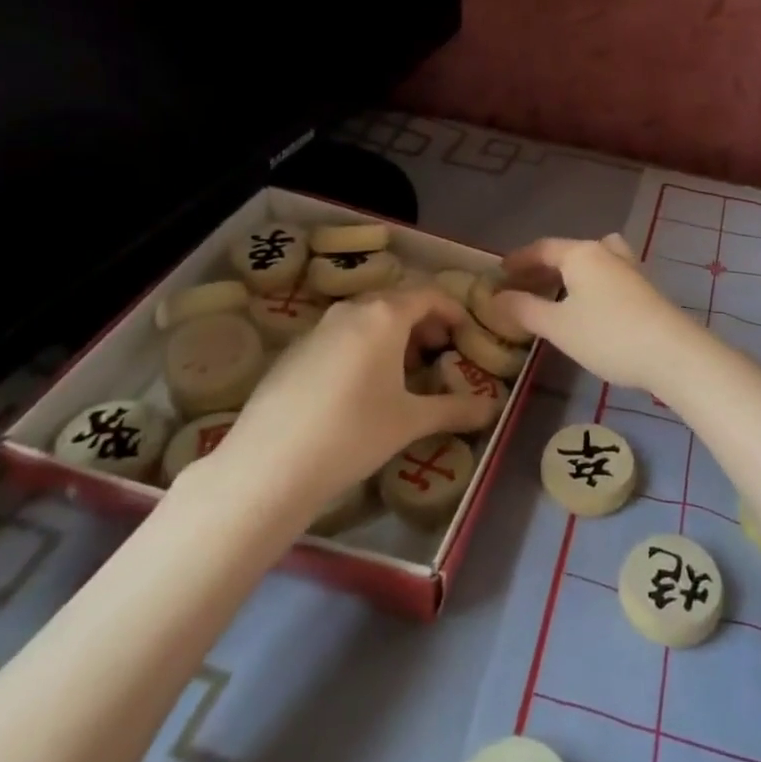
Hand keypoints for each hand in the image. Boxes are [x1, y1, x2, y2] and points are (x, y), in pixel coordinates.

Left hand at [202, 286, 495, 507]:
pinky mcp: (292, 350)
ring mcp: (317, 328)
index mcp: (385, 315)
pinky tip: (358, 388)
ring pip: (366, 317)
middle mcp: (351, 310)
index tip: (465, 333)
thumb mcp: (410, 422)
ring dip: (391, 334)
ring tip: (402, 372)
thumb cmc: (353, 434)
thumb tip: (492, 410)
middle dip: (423, 321)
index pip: (429, 294)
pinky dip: (361, 346)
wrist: (268, 467)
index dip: (452, 310)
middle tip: (438, 353)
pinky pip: (339, 335)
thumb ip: (455, 410)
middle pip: (396, 301)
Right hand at [492, 234, 706, 395]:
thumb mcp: (558, 326)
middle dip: (542, 267)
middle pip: (568, 252)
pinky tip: (589, 306)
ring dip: (571, 272)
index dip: (519, 259)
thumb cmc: (608, 335)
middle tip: (521, 285)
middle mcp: (606, 253)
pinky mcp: (645, 289)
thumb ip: (524, 310)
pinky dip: (591, 283)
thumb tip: (496, 298)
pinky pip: (608, 275)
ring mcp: (630, 269)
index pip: (542, 248)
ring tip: (556, 291)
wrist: (672, 353)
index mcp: (581, 254)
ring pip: (592, 261)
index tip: (500, 271)